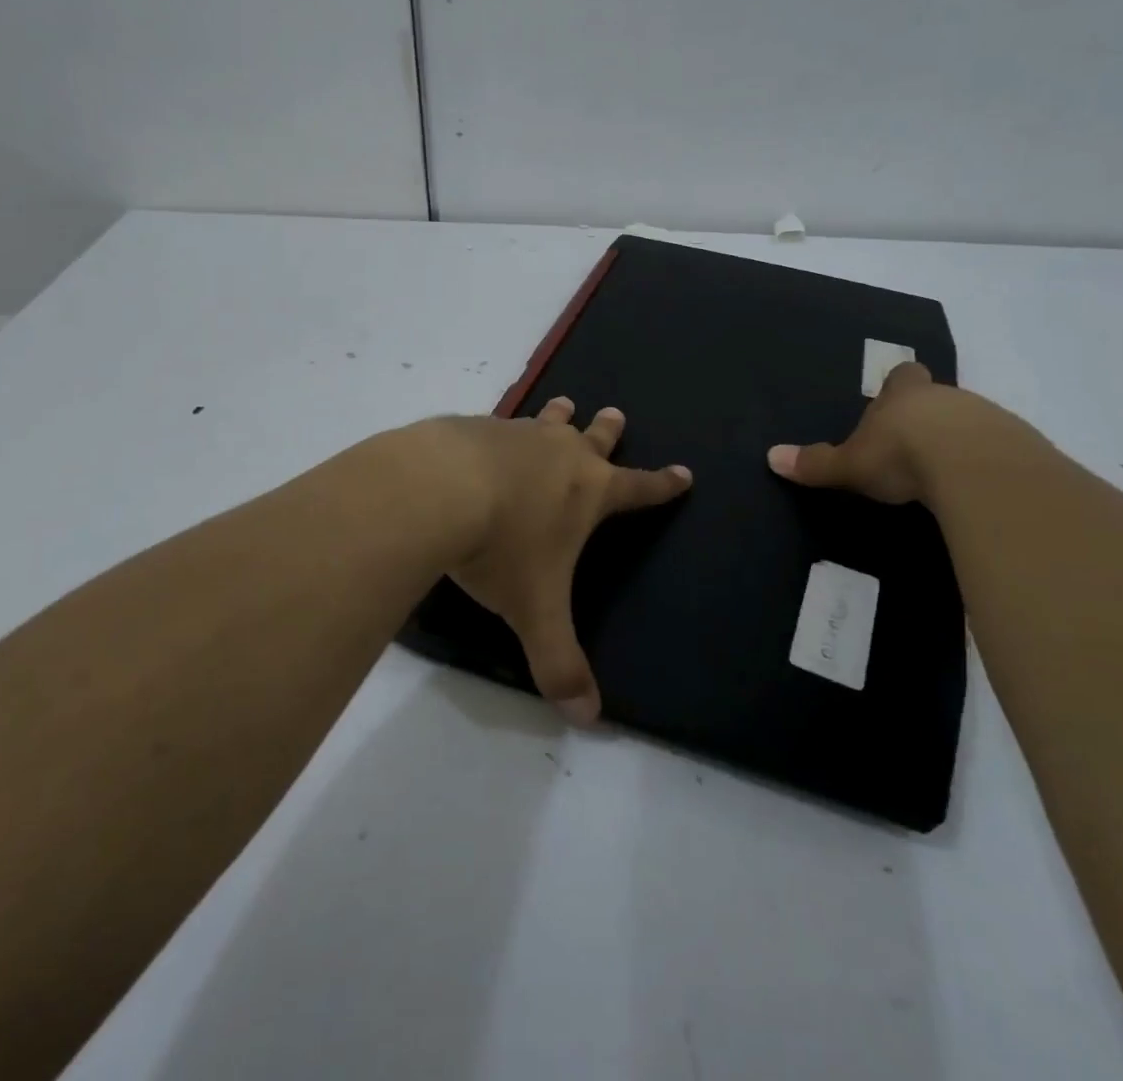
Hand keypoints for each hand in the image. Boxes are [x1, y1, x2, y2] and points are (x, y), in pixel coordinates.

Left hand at [441, 397, 691, 724]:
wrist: (438, 490)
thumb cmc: (502, 548)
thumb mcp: (535, 611)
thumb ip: (560, 663)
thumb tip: (588, 719)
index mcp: (588, 492)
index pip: (639, 488)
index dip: (663, 485)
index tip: (684, 473)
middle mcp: (559, 454)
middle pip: (594, 437)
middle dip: (608, 429)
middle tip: (616, 413)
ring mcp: (517, 434)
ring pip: (546, 422)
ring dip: (557, 416)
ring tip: (564, 403)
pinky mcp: (475, 427)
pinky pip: (497, 424)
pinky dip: (501, 428)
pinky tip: (485, 434)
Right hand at [767, 360, 1027, 503]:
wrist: (973, 466)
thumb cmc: (902, 455)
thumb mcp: (850, 465)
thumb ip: (816, 463)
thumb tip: (770, 457)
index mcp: (904, 395)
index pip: (903, 376)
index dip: (899, 385)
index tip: (895, 399)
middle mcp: (946, 397)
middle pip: (939, 398)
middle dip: (929, 416)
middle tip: (915, 444)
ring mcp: (987, 418)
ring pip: (972, 421)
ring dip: (960, 439)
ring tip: (946, 471)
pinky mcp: (1017, 445)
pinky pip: (999, 449)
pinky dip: (987, 462)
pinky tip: (977, 485)